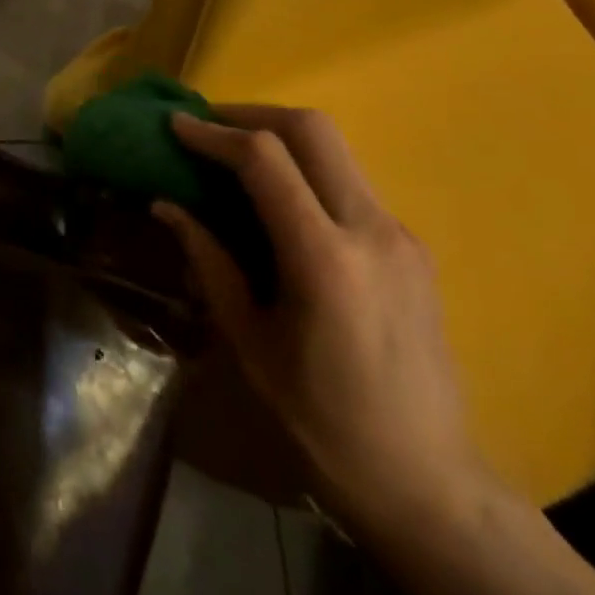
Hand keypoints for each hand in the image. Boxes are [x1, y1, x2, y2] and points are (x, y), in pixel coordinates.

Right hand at [156, 107, 485, 531]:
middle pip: (312, 129)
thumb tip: (166, 204)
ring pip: (336, 149)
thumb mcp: (250, 341)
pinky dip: (307, 170)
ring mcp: (400, 234)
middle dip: (252, 113)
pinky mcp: (412, 246)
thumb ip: (210, 261)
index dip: (213, 133)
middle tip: (209, 127)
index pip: (265, 158)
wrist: (428, 481)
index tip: (176, 125)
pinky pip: (350, 183)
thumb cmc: (323, 420)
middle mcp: (371, 230)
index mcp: (325, 259)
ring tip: (236, 157)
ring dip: (281, 137)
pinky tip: (280, 202)